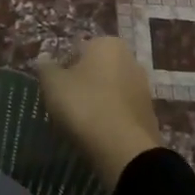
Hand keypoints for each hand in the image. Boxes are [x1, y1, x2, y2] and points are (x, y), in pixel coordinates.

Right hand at [36, 37, 161, 190]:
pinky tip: (98, 133)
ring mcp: (143, 88)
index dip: (62, 67)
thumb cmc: (84, 105)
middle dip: (82, 82)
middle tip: (65, 103)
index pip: (77, 49)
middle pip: (96, 69)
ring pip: (110, 90)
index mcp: (108, 44)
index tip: (55, 87)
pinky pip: (121, 110)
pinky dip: (110, 117)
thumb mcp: (52, 84)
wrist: (124, 150)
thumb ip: (46, 68)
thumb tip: (45, 61)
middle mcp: (131, 59)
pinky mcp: (149, 114)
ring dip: (97, 100)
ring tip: (80, 122)